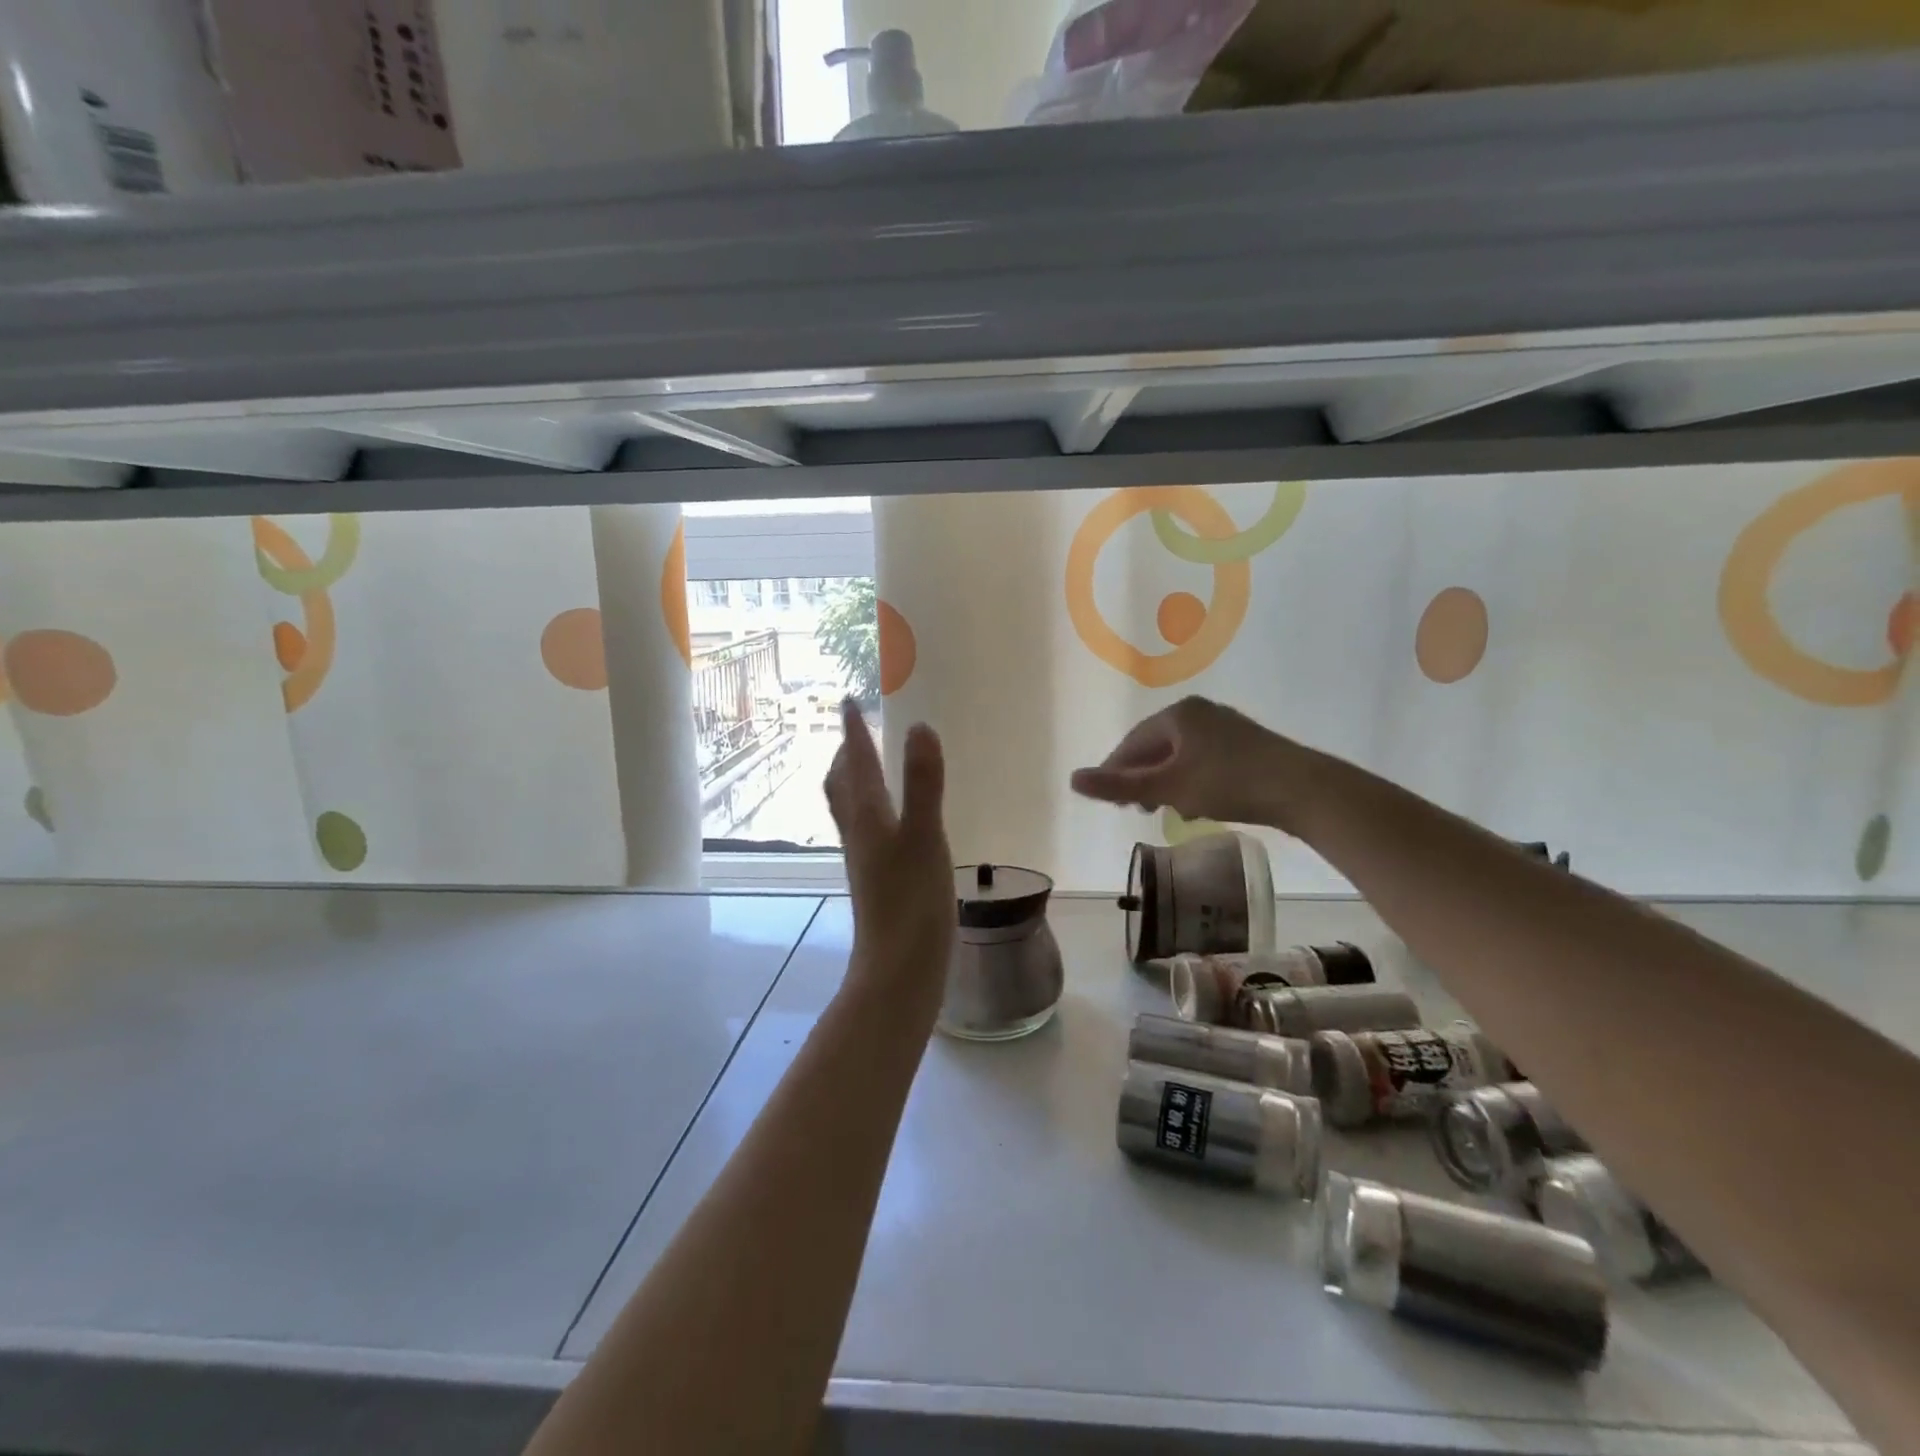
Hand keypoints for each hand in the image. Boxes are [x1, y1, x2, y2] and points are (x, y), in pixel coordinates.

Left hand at [825, 701, 955, 1010]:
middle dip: (848, 755)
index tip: (849, 701)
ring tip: (869, 767)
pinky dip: (874, 809)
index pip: (858, 764)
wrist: (899, 970)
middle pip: (842, 786)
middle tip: (856, 732)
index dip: (854, 731)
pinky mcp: (879, 880)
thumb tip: (918, 727)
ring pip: (852, 810)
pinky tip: (893, 822)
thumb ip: (923, 784)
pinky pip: (869, 830)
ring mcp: (867, 860)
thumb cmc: (912, 902)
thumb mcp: (924, 837)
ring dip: (856, 781)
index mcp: (868, 818)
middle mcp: (860, 834)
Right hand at [1070, 696, 1297, 829]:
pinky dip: (1192, 780)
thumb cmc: (1228, 782)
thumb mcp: (1168, 787)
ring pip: (1181, 755)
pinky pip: (1204, 760)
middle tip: (1137, 808)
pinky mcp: (1247, 745)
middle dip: (1144, 778)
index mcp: (1178, 714)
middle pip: (1157, 746)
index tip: (1111, 800)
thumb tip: (1072, 780)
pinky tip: (1198, 803)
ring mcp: (1226, 727)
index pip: (1133, 742)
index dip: (1117, 771)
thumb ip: (1120, 785)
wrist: (1302, 789)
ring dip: (1168, 782)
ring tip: (1166, 809)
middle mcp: (1201, 712)